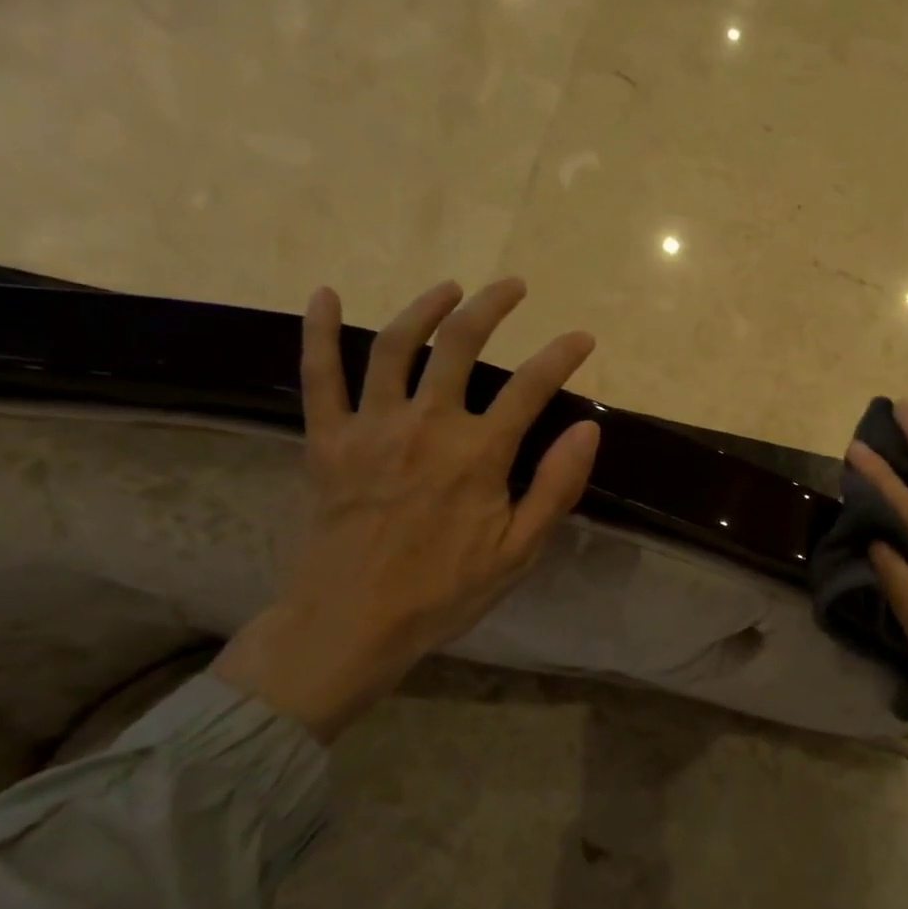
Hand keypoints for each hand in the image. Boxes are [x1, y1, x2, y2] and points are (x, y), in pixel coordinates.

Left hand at [213, 278, 600, 741]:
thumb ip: (556, 486)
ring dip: (426, 307)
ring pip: (396, 345)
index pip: (531, 387)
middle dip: (492, 307)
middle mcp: (427, 425)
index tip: (581, 338)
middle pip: (461, 345)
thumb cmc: (446, 590)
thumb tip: (588, 429)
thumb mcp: (519, 550)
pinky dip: (319, 332)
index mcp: (478, 454)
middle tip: (513, 286)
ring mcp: (372, 427)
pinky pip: (319, 375)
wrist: (353, 622)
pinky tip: (326, 295)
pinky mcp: (328, 439)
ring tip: (451, 288)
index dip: (561, 355)